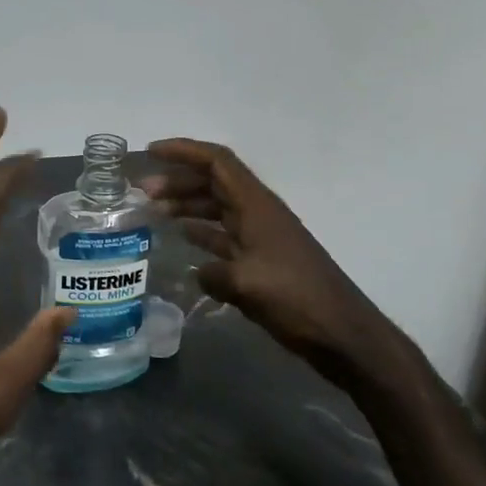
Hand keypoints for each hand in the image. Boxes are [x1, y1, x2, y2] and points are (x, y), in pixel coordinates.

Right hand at [145, 138, 410, 388]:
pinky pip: (224, 235)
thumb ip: (214, 272)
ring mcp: (261, 237)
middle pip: (214, 182)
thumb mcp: (247, 284)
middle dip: (178, 180)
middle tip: (143, 192)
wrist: (343, 334)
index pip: (217, 162)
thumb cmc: (297, 299)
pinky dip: (201, 232)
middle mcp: (258, 213)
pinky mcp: (262, 261)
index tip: (151, 152)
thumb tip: (199, 271)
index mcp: (257, 206)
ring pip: (217, 208)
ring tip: (154, 212)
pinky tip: (182, 240)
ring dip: (187, 205)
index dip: (184, 151)